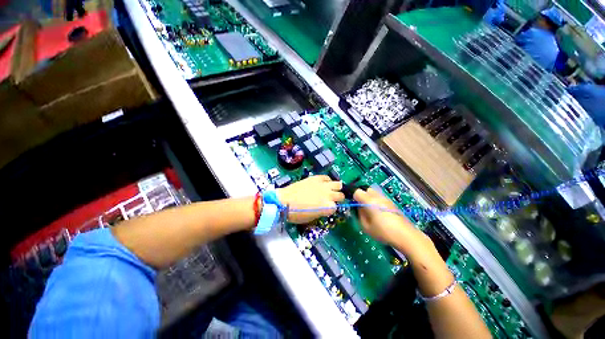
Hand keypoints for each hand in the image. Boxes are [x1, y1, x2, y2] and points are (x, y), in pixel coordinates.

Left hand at [277, 175, 344, 223]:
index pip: (337, 208)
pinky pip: (327, 177)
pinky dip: (327, 181)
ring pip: (338, 184)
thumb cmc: (296, 214)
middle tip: (331, 199)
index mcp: (327, 207)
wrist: (284, 201)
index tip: (328, 209)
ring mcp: (322, 185)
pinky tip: (323, 183)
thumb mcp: (311, 218)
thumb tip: (325, 208)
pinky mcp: (316, 178)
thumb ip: (322, 212)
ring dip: (336, 188)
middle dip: (337, 198)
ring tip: (330, 190)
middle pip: (341, 195)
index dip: (332, 209)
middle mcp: (328, 195)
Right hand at [353, 188, 421, 245]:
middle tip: (363, 207)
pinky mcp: (392, 202)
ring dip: (370, 198)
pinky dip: (377, 201)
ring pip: (374, 192)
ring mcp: (386, 198)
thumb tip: (358, 208)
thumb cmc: (383, 232)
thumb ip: (359, 215)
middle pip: (366, 189)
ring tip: (372, 210)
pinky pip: (380, 197)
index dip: (354, 198)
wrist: (405, 235)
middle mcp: (377, 196)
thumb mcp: (365, 226)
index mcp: (369, 201)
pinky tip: (380, 212)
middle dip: (362, 196)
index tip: (355, 206)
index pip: (357, 192)